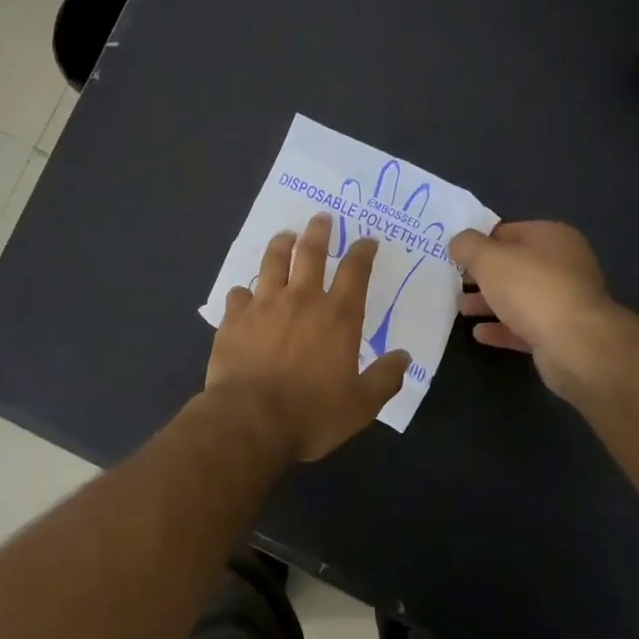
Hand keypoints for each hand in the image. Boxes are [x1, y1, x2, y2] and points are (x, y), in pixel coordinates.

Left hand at [207, 213, 411, 461]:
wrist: (250, 421)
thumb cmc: (311, 414)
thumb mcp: (361, 405)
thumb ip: (385, 378)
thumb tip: (404, 357)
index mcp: (338, 316)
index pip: (355, 271)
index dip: (362, 251)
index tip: (366, 240)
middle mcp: (301, 300)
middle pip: (310, 253)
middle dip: (319, 231)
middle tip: (321, 217)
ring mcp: (264, 305)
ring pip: (272, 262)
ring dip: (281, 244)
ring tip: (285, 235)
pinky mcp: (234, 318)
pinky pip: (238, 294)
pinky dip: (243, 292)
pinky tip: (243, 294)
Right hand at [449, 221, 615, 401]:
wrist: (576, 344)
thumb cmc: (531, 288)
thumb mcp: (488, 257)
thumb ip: (467, 245)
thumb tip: (459, 244)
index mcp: (552, 236)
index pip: (507, 231)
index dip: (479, 242)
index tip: (455, 256)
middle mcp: (563, 264)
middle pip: (513, 266)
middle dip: (483, 275)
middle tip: (456, 283)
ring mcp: (565, 300)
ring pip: (518, 297)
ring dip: (489, 302)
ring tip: (461, 309)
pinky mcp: (562, 332)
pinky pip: (525, 325)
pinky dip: (502, 327)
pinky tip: (480, 333)